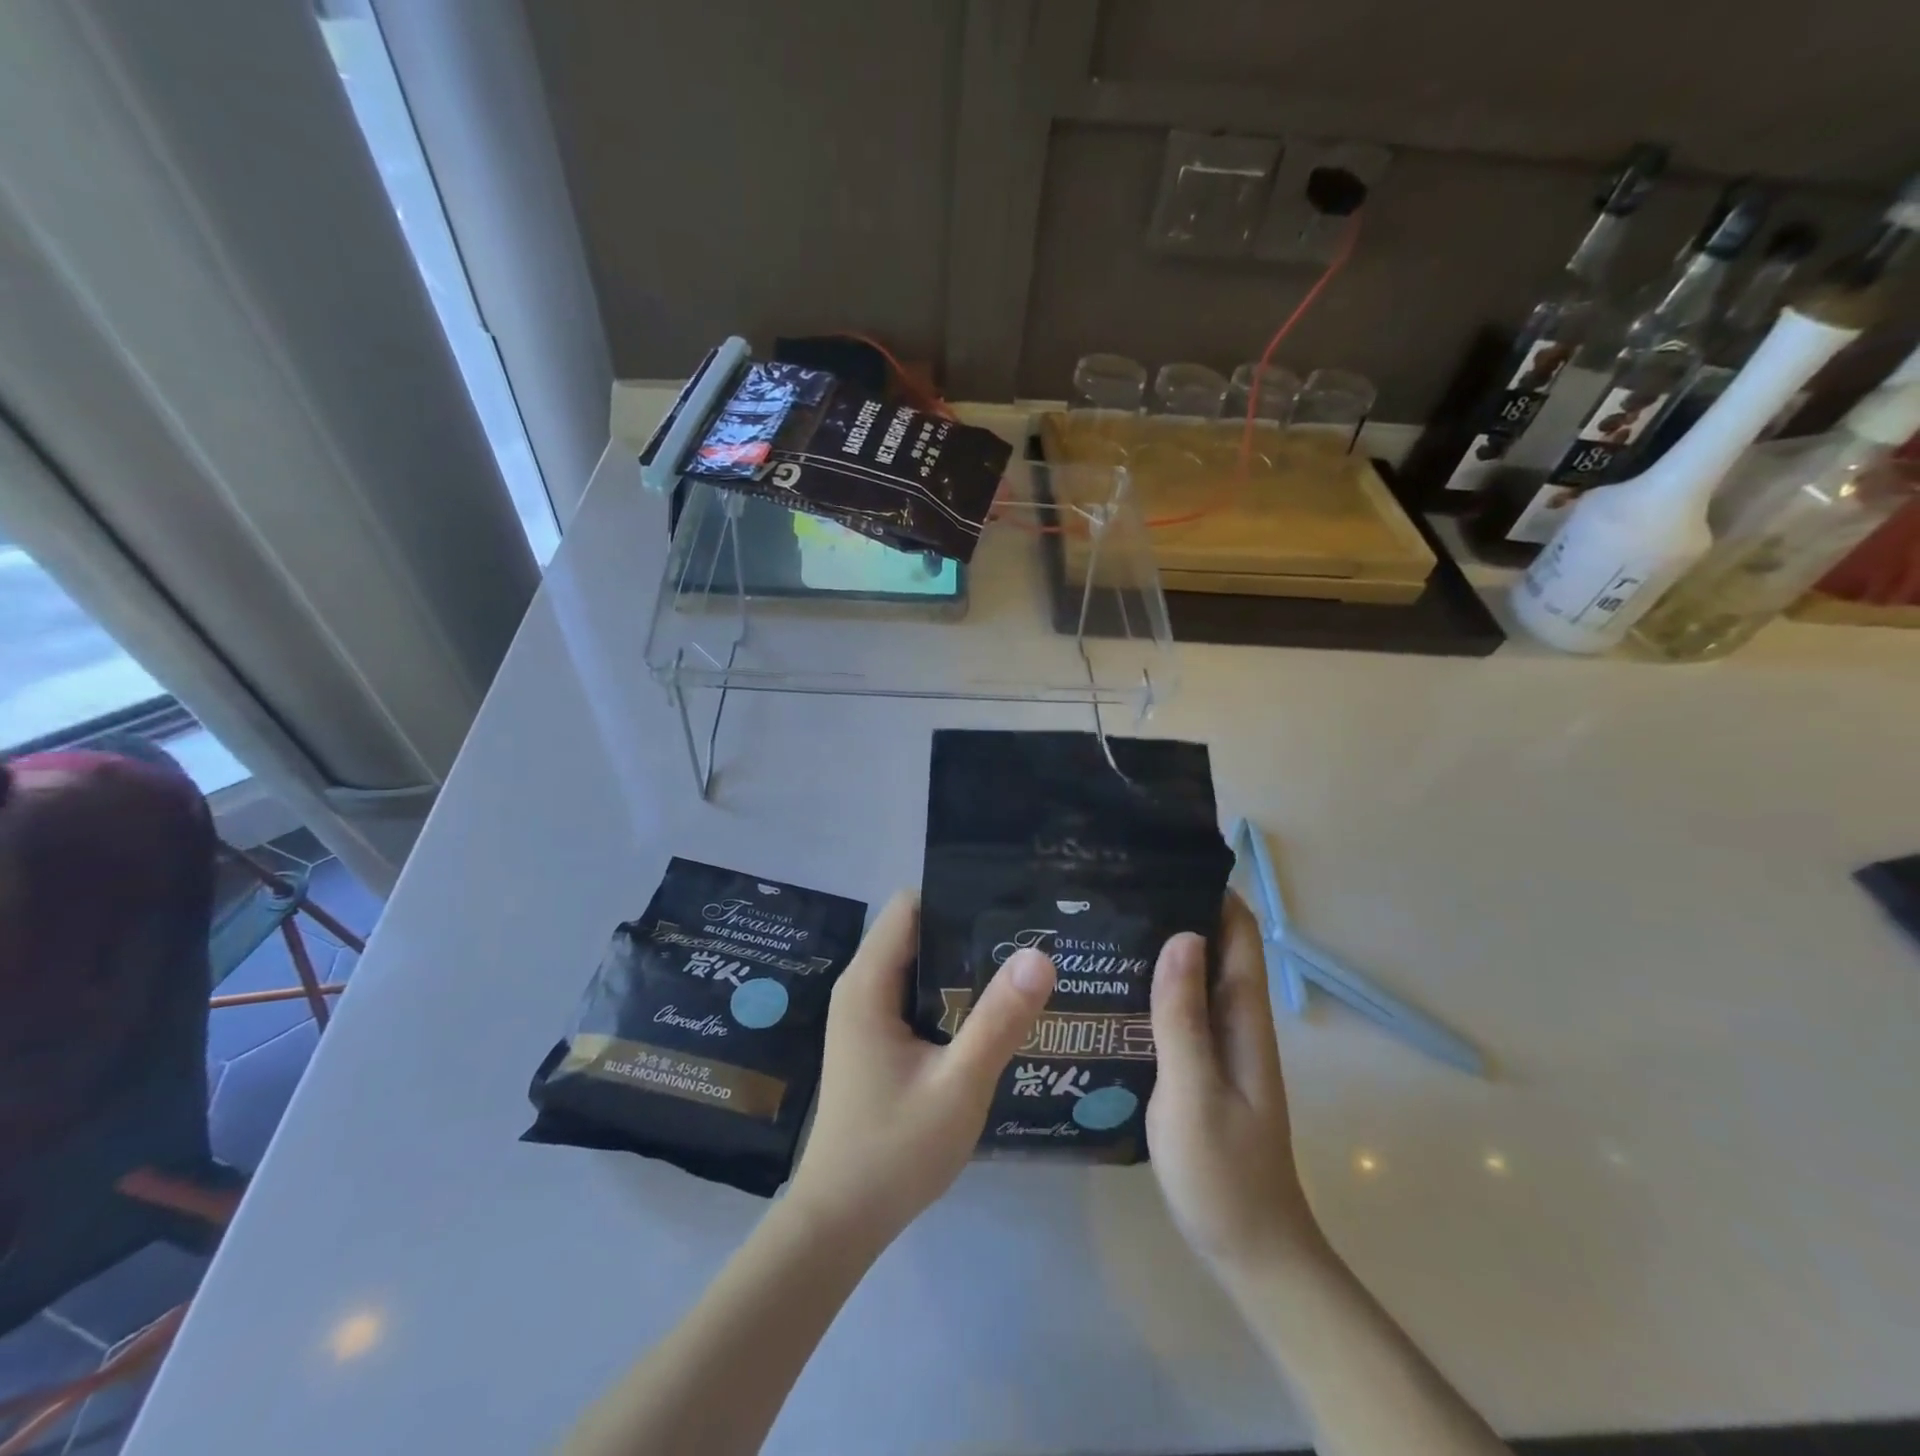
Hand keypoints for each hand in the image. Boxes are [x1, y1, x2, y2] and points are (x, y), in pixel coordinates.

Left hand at [787, 891, 1054, 1249]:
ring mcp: (866, 1014)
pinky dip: (950, 994)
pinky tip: (991, 1011)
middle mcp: (861, 987)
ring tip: (1020, 966)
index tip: (1009, 904)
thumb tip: (1039, 954)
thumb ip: (998, 1020)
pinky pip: (916, 995)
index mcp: (868, 983)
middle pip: (917, 931)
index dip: (957, 897)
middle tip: (1028, 935)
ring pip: (918, 964)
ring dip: (962, 964)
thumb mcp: (958, 1085)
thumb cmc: (894, 1152)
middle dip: (968, 929)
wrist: (840, 1222)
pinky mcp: (876, 1038)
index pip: (911, 906)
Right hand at [1147, 892, 1323, 1281]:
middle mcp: (1234, 1020)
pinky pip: (1177, 1010)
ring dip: (1159, 947)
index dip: (1210, 889)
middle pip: (1212, 946)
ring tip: (1100, 923)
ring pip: (1191, 977)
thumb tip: (1181, 934)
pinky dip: (1152, 986)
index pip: (1238, 932)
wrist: (1249, 1249)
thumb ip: (1183, 1016)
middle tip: (1112, 886)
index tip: (1161, 858)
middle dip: (1173, 909)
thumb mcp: (1194, 1090)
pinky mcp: (1198, 1066)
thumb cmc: (1222, 1171)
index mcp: (1243, 1017)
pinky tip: (1108, 985)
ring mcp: (1216, 1045)